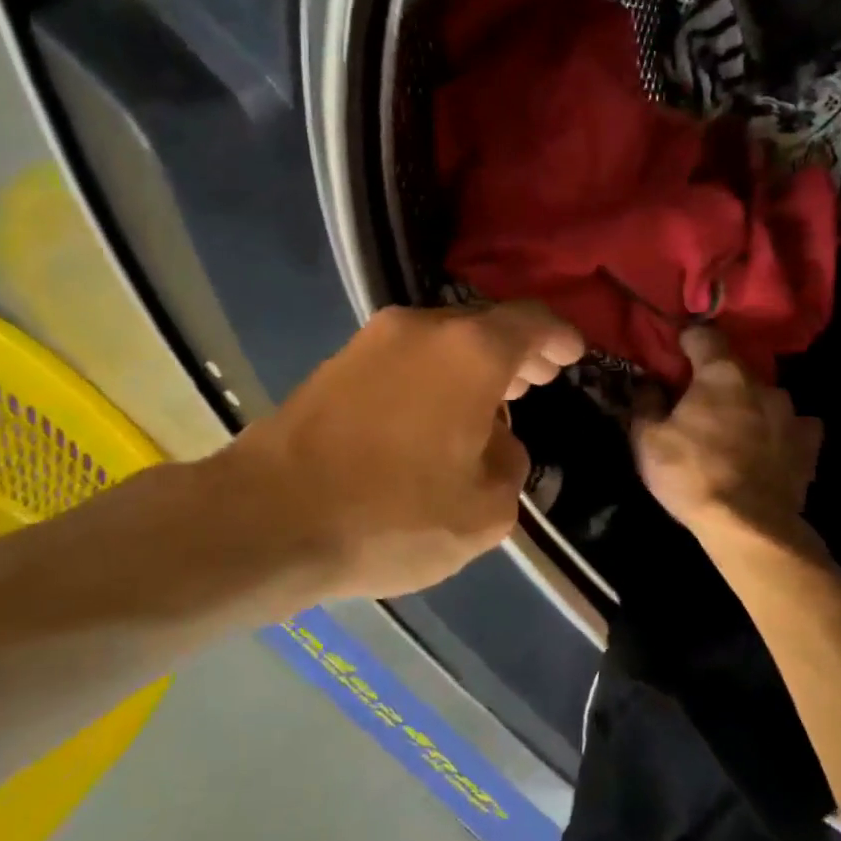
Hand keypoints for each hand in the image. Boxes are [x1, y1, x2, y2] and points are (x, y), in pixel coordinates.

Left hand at [223, 302, 582, 599]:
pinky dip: (432, 377)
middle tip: (537, 380)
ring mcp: (371, 341)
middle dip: (515, 354)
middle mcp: (420, 329)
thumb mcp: (483, 512)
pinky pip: (403, 360)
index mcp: (469, 352)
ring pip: (440, 342)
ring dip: (470, 367)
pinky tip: (433, 417)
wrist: (267, 517)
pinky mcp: (335, 364)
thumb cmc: (390, 515)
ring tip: (489, 403)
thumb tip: (496, 441)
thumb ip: (510, 465)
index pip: (531, 323)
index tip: (572, 354)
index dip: (560, 337)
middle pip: (482, 327)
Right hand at [632, 326, 822, 540]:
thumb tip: (649, 383)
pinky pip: (791, 425)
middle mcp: (762, 384)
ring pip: (763, 396)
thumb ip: (646, 403)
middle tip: (697, 401)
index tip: (676, 351)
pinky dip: (776, 430)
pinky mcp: (809, 444)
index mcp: (721, 373)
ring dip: (746, 405)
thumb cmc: (692, 475)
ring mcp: (791, 413)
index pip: (705, 335)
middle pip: (735, 368)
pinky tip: (766, 446)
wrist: (749, 527)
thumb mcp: (648, 440)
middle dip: (715, 378)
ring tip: (731, 429)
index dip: (688, 340)